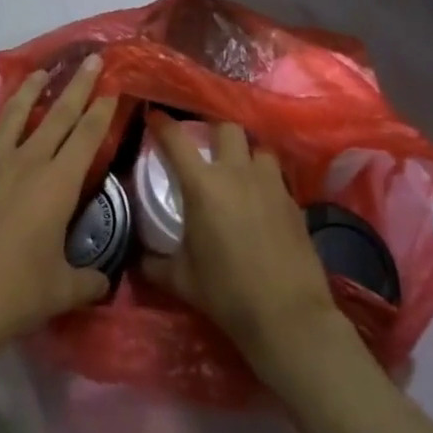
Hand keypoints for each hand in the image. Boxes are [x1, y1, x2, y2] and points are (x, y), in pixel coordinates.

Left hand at [0, 56, 117, 372]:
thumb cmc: (13, 295)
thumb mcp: (60, 291)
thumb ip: (86, 282)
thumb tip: (103, 284)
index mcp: (56, 184)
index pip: (87, 137)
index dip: (102, 110)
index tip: (113, 86)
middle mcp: (24, 163)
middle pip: (57, 116)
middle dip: (77, 86)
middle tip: (91, 60)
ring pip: (11, 118)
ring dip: (27, 92)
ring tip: (39, 73)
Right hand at [141, 119, 343, 375]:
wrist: (287, 316)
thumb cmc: (227, 294)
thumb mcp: (182, 280)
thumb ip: (155, 263)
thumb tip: (138, 258)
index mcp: (203, 185)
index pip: (177, 140)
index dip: (163, 124)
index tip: (155, 116)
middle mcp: (237, 172)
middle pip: (226, 127)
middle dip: (214, 131)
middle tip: (206, 145)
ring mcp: (270, 183)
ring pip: (258, 147)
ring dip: (247, 153)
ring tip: (240, 169)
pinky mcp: (293, 200)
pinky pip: (277, 177)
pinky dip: (266, 180)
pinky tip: (263, 201)